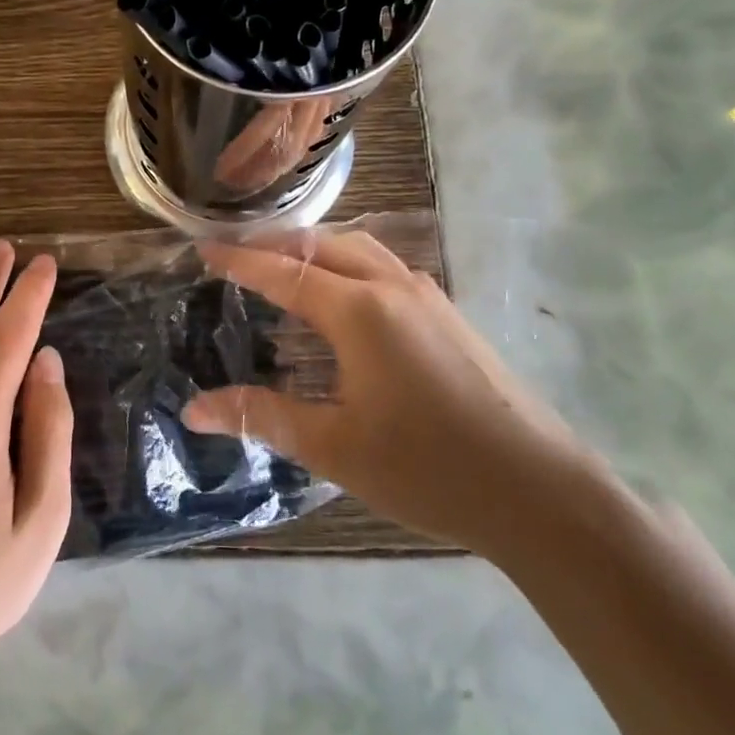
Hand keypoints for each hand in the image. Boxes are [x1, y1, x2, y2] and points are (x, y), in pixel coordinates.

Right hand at [183, 230, 590, 560]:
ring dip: (316, 248)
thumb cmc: (428, 469)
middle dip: (275, 243)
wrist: (541, 492)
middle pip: (323, 244)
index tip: (203, 248)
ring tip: (283, 266)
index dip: (240, 260)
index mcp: (359, 311)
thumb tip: (194, 409)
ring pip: (360, 249)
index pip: (284, 272)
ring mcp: (428, 297)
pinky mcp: (449, 314)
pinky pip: (384, 268)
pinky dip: (347, 264)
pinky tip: (342, 297)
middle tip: (236, 254)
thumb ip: (261, 416)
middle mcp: (393, 287)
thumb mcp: (333, 446)